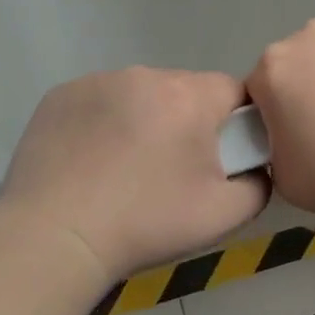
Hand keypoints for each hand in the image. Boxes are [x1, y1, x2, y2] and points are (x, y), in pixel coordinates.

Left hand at [0, 68, 266, 284]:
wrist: (54, 238)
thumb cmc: (147, 223)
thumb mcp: (225, 214)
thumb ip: (260, 184)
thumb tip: (257, 169)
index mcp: (191, 97)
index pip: (234, 90)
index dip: (236, 121)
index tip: (223, 156)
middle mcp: (146, 76)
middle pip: (187, 90)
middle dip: (189, 121)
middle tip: (175, 169)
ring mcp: (98, 82)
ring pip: (142, 94)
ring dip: (147, 119)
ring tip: (129, 167)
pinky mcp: (60, 96)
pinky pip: (102, 101)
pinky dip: (106, 122)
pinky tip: (94, 160)